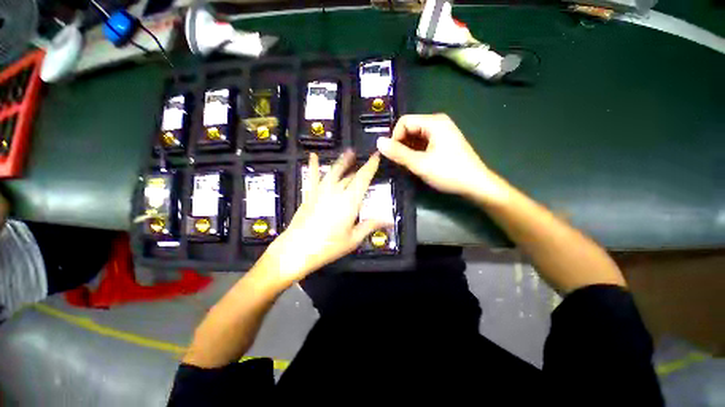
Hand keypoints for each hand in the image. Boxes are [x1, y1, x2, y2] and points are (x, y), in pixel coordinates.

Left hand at [258, 150, 386, 286]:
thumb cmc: (327, 247)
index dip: (371, 166)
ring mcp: (321, 191)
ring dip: (343, 161)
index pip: (363, 178)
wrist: (297, 250)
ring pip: (334, 172)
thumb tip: (389, 220)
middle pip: (350, 175)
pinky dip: (314, 165)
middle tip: (366, 159)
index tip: (376, 156)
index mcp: (349, 202)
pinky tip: (314, 156)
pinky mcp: (310, 195)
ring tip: (349, 152)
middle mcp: (336, 192)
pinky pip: (313, 177)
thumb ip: (370, 225)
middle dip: (360, 167)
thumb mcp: (353, 239)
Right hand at [377, 114, 501, 199]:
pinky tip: (416, 163)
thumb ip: (398, 153)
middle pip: (410, 128)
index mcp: (434, 122)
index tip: (392, 155)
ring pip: (416, 136)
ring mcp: (442, 133)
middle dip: (401, 144)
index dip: (395, 137)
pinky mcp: (444, 143)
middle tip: (399, 162)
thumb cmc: (448, 172)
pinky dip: (416, 152)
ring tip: (407, 164)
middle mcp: (438, 123)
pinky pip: (424, 143)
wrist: (475, 185)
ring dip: (408, 149)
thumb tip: (378, 142)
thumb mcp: (420, 163)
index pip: (404, 122)